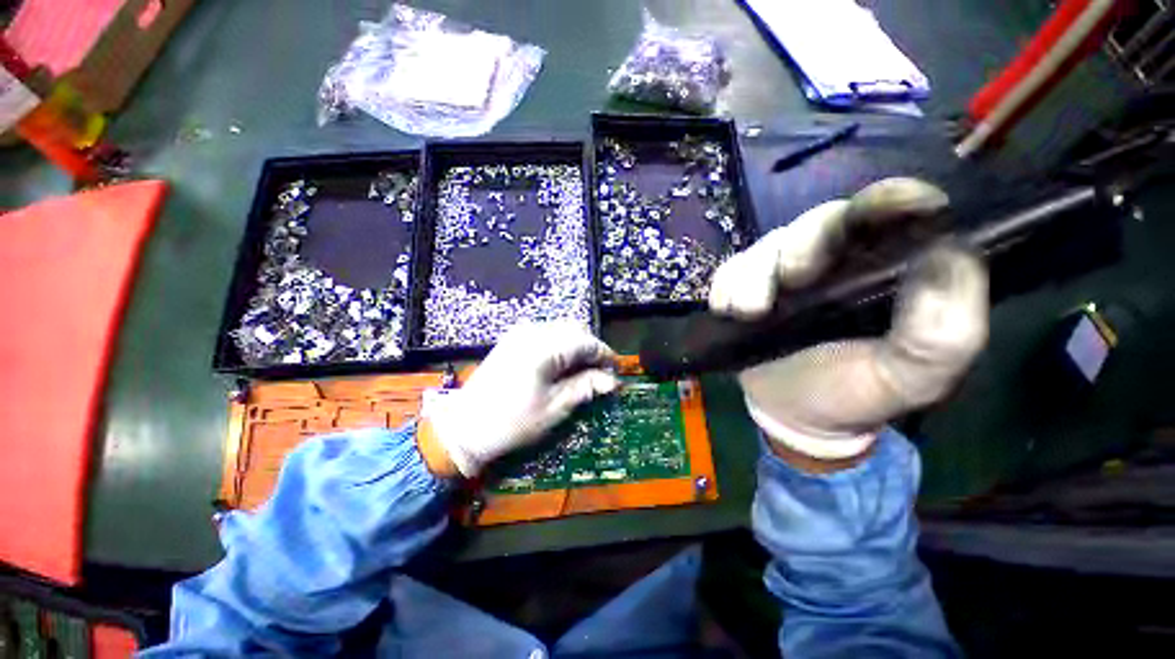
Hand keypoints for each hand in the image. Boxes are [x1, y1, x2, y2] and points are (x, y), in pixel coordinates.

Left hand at [421, 321, 618, 476]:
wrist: (464, 427)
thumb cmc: (512, 421)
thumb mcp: (555, 407)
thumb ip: (585, 387)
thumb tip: (612, 381)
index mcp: (544, 347)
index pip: (586, 341)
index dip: (605, 355)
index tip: (615, 373)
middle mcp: (533, 332)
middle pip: (575, 329)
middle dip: (591, 349)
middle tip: (599, 374)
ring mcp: (520, 333)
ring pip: (561, 329)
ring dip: (576, 346)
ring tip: (582, 372)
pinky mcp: (513, 339)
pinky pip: (546, 333)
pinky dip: (560, 345)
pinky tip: (561, 365)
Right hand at [709, 178, 988, 462]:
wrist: (797, 413)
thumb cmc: (858, 392)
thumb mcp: (914, 376)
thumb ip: (944, 329)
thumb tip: (947, 257)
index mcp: (885, 266)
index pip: (891, 213)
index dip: (886, 200)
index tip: (878, 210)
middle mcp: (834, 258)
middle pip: (817, 222)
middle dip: (802, 246)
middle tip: (791, 280)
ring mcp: (782, 271)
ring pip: (766, 246)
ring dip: (753, 274)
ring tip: (748, 311)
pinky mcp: (745, 286)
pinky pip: (729, 270)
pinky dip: (726, 285)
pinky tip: (728, 310)